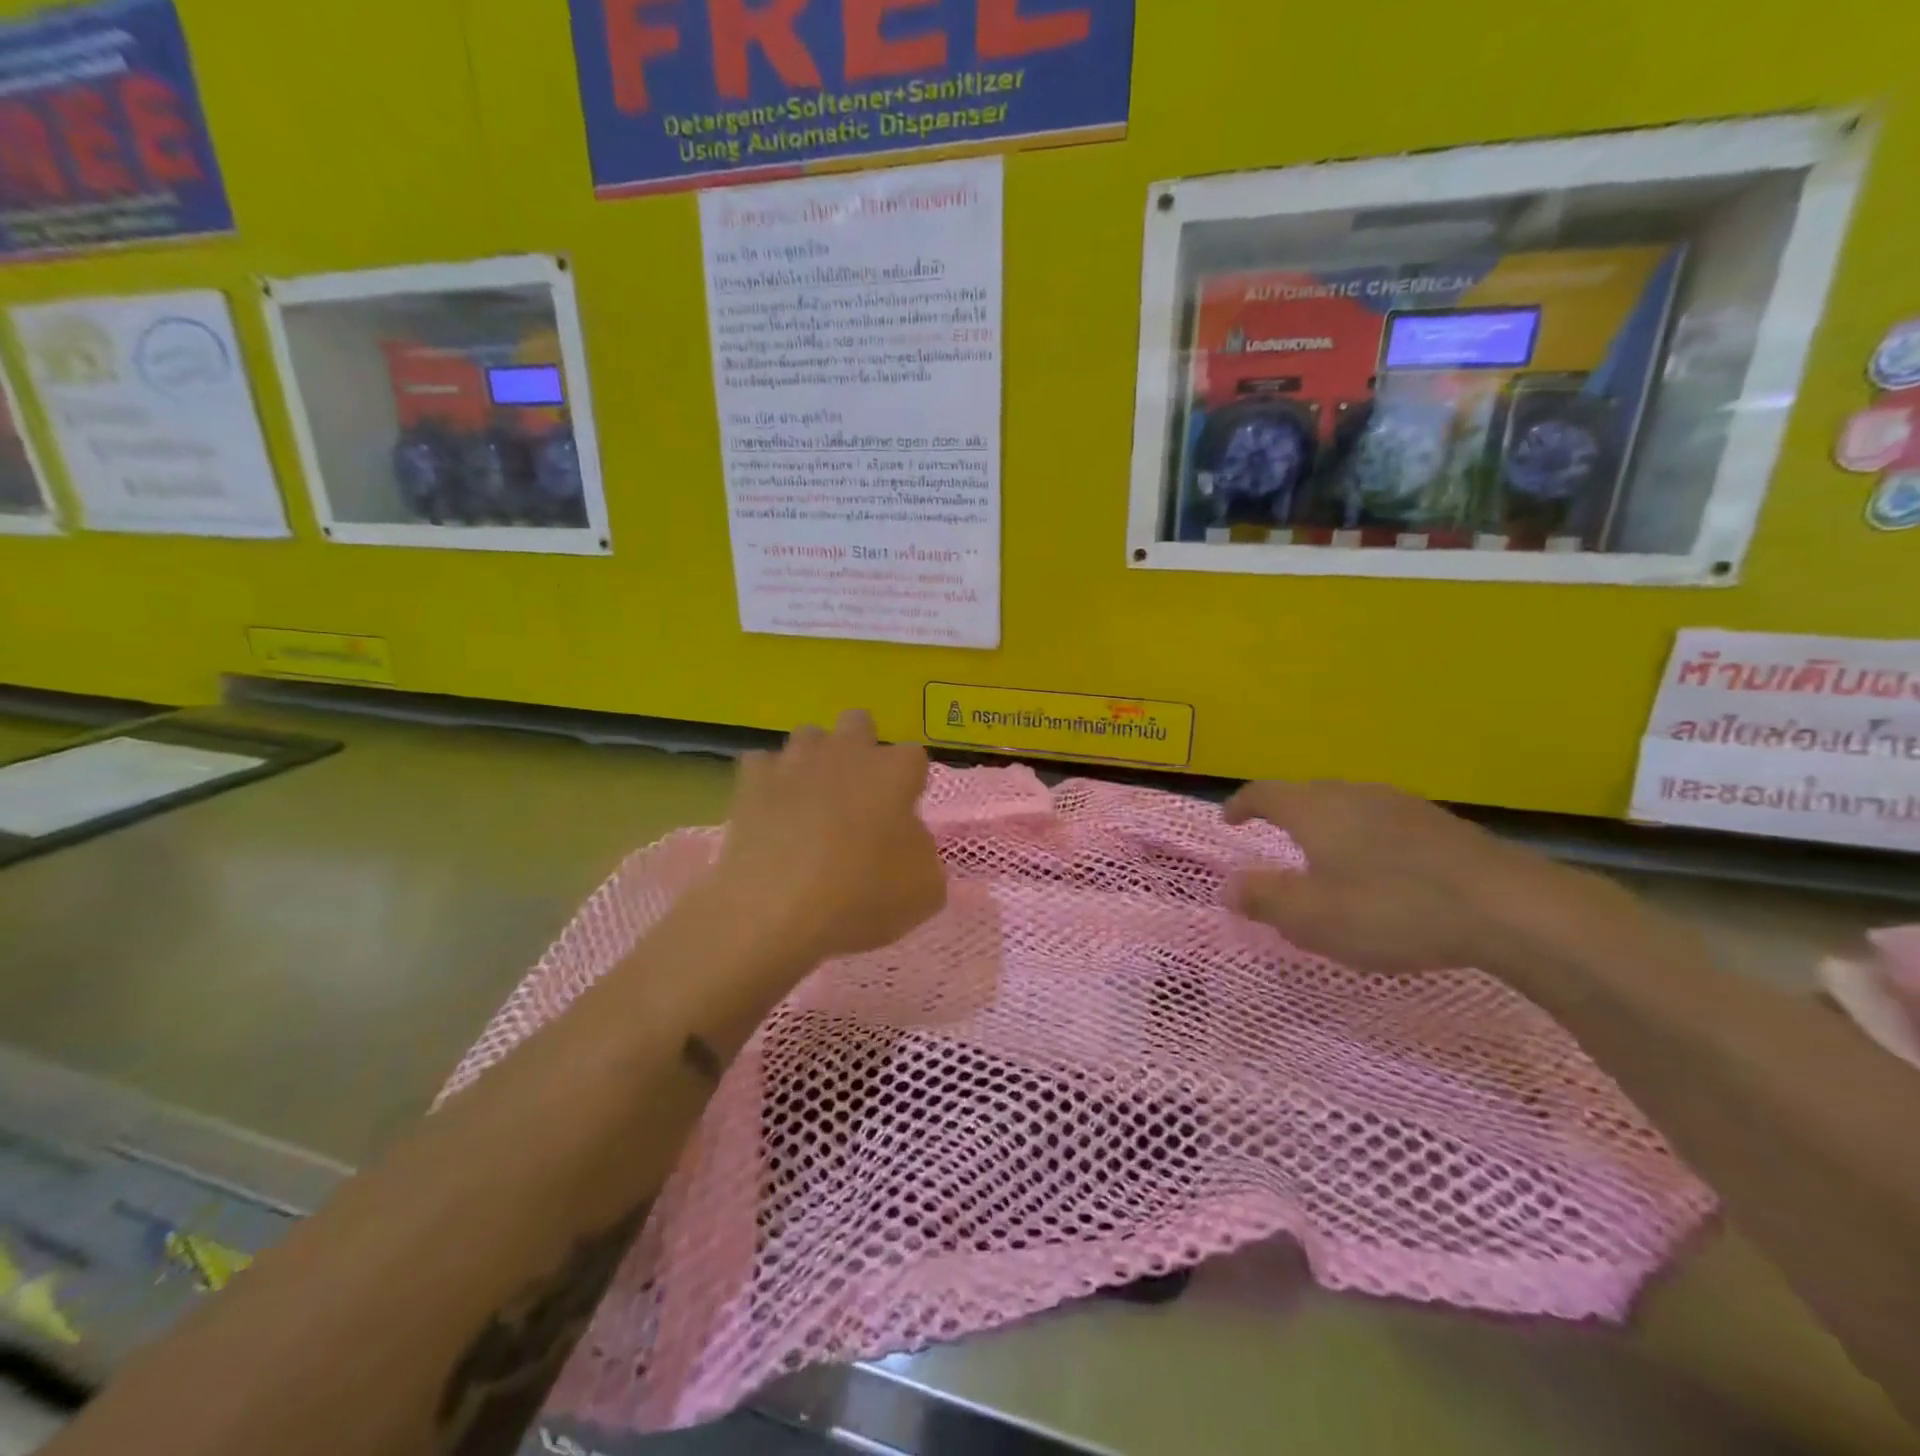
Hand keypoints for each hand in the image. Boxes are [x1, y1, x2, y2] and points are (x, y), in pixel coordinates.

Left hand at [710, 709, 946, 965]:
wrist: (779, 913)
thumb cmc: (865, 898)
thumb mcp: (925, 888)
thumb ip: (921, 849)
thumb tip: (904, 836)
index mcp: (895, 772)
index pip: (914, 756)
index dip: (910, 781)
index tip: (904, 812)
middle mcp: (846, 754)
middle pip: (858, 722)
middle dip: (861, 747)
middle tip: (860, 795)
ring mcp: (795, 763)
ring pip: (808, 736)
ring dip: (815, 759)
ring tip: (813, 800)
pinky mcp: (752, 783)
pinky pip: (761, 763)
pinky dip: (768, 781)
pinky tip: (772, 810)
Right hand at [1223, 779, 1609, 975]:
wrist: (1507, 906)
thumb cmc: (1390, 908)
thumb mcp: (1312, 916)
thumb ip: (1263, 899)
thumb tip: (1227, 886)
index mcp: (1314, 809)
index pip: (1263, 793)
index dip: (1241, 805)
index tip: (1228, 820)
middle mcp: (1352, 794)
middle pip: (1305, 794)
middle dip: (1283, 814)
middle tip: (1274, 840)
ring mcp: (1399, 804)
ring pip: (1346, 805)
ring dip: (1326, 825)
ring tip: (1325, 856)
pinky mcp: (1438, 823)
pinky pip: (1381, 821)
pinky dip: (1364, 838)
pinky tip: (1380, 869)